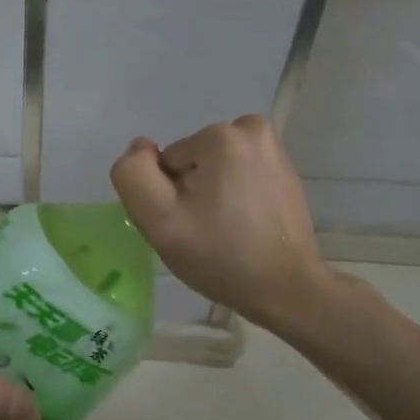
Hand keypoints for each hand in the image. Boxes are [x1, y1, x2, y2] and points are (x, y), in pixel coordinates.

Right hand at [110, 115, 330, 331]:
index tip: (188, 225)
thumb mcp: (159, 220)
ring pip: (213, 167)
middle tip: (205, 231)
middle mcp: (252, 130)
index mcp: (221, 136)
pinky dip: (235, 195)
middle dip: (192, 192)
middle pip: (192, 160)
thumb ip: (133, 175)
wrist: (286, 289)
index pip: (167, 161)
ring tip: (226, 230)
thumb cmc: (220, 256)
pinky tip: (244, 225)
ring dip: (212, 194)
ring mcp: (273, 150)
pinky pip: (238, 174)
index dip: (169, 196)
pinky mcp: (285, 170)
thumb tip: (141, 147)